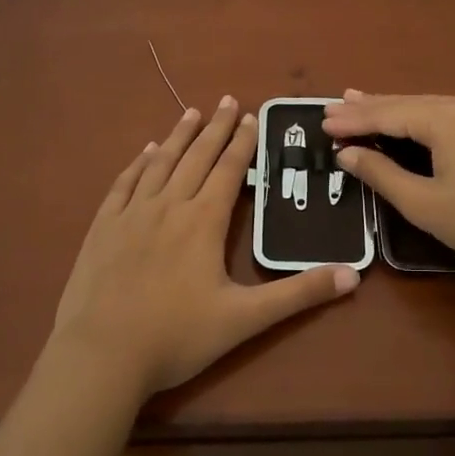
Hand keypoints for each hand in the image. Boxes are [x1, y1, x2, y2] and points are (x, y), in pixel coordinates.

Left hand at [48, 98, 359, 398]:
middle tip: (227, 100)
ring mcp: (131, 213)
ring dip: (178, 136)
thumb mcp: (245, 319)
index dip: (242, 142)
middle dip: (215, 128)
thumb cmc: (177, 336)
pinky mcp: (102, 227)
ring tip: (191, 113)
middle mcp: (169, 205)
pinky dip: (137, 163)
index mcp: (203, 220)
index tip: (250, 116)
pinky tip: (144, 152)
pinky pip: (123, 183)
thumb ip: (299, 294)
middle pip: (196, 156)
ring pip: (159, 162)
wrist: (102, 355)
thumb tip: (353, 275)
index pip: (229, 169)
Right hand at [323, 91, 454, 288]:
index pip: (388, 113)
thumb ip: (381, 173)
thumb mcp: (423, 203)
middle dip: (368, 109)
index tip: (321, 122)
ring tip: (356, 104)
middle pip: (406, 104)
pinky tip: (403, 119)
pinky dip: (417, 119)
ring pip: (426, 108)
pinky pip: (445, 116)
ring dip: (392, 111)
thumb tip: (348, 154)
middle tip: (332, 109)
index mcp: (446, 117)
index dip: (353, 120)